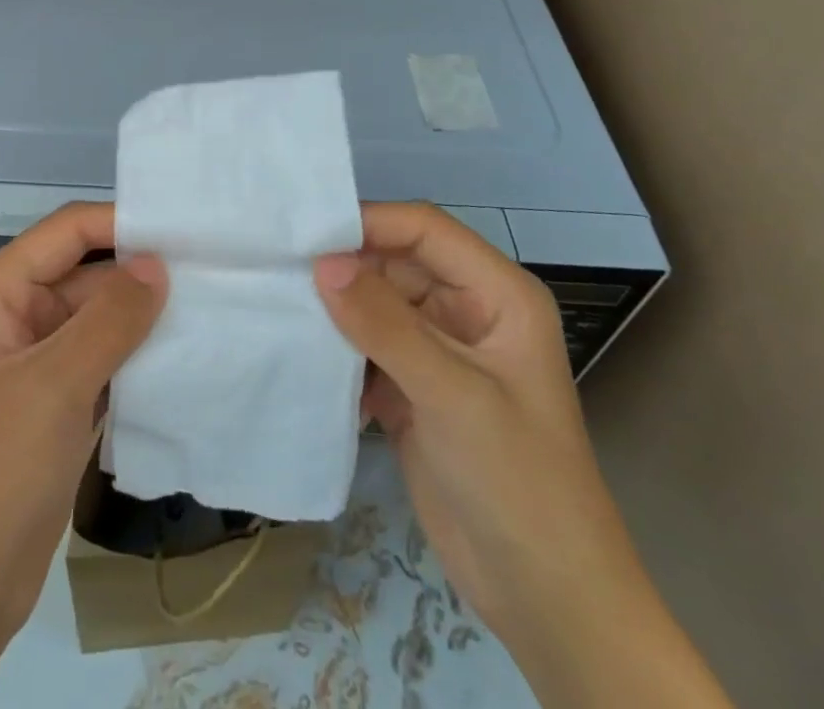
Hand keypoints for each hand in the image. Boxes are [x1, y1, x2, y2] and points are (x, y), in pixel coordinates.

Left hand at [0, 203, 164, 708]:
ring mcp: (36, 360)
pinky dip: (137, 357)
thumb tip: (158, 263)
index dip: (122, 224)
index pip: (67, 231)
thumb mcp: (55, 384)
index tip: (187, 229)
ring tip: (211, 306)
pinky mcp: (56, 402)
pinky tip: (186, 356)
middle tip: (213, 270)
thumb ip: (111, 318)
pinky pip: (103, 360)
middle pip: (86, 272)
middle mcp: (15, 313)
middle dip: (142, 273)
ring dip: (145, 317)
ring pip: (99, 318)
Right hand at [314, 203, 730, 708]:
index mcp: (497, 294)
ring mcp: (438, 350)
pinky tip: (299, 349)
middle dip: (344, 266)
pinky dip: (336, 346)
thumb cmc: (518, 483)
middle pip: (394, 262)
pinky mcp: (412, 386)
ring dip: (334, 306)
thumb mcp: (453, 395)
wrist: (544, 600)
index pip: (424, 230)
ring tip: (279, 302)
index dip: (369, 224)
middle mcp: (466, 310)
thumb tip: (321, 263)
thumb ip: (385, 324)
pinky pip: (366, 344)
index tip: (307, 239)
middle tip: (280, 270)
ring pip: (374, 302)